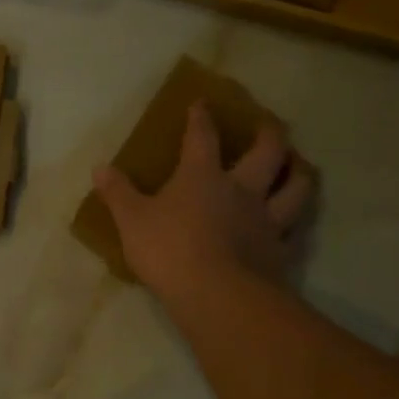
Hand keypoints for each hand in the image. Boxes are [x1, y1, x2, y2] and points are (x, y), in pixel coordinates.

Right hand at [94, 101, 317, 301]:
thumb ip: (118, 193)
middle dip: (269, 133)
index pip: (202, 137)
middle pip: (267, 151)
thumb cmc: (169, 250)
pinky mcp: (278, 251)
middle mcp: (241, 190)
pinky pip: (294, 231)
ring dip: (299, 172)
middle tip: (271, 126)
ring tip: (299, 166)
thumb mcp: (132, 221)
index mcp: (202, 176)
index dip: (201, 118)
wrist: (216, 295)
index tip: (202, 103)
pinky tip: (294, 224)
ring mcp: (264, 220)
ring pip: (295, 187)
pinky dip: (296, 223)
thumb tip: (99, 167)